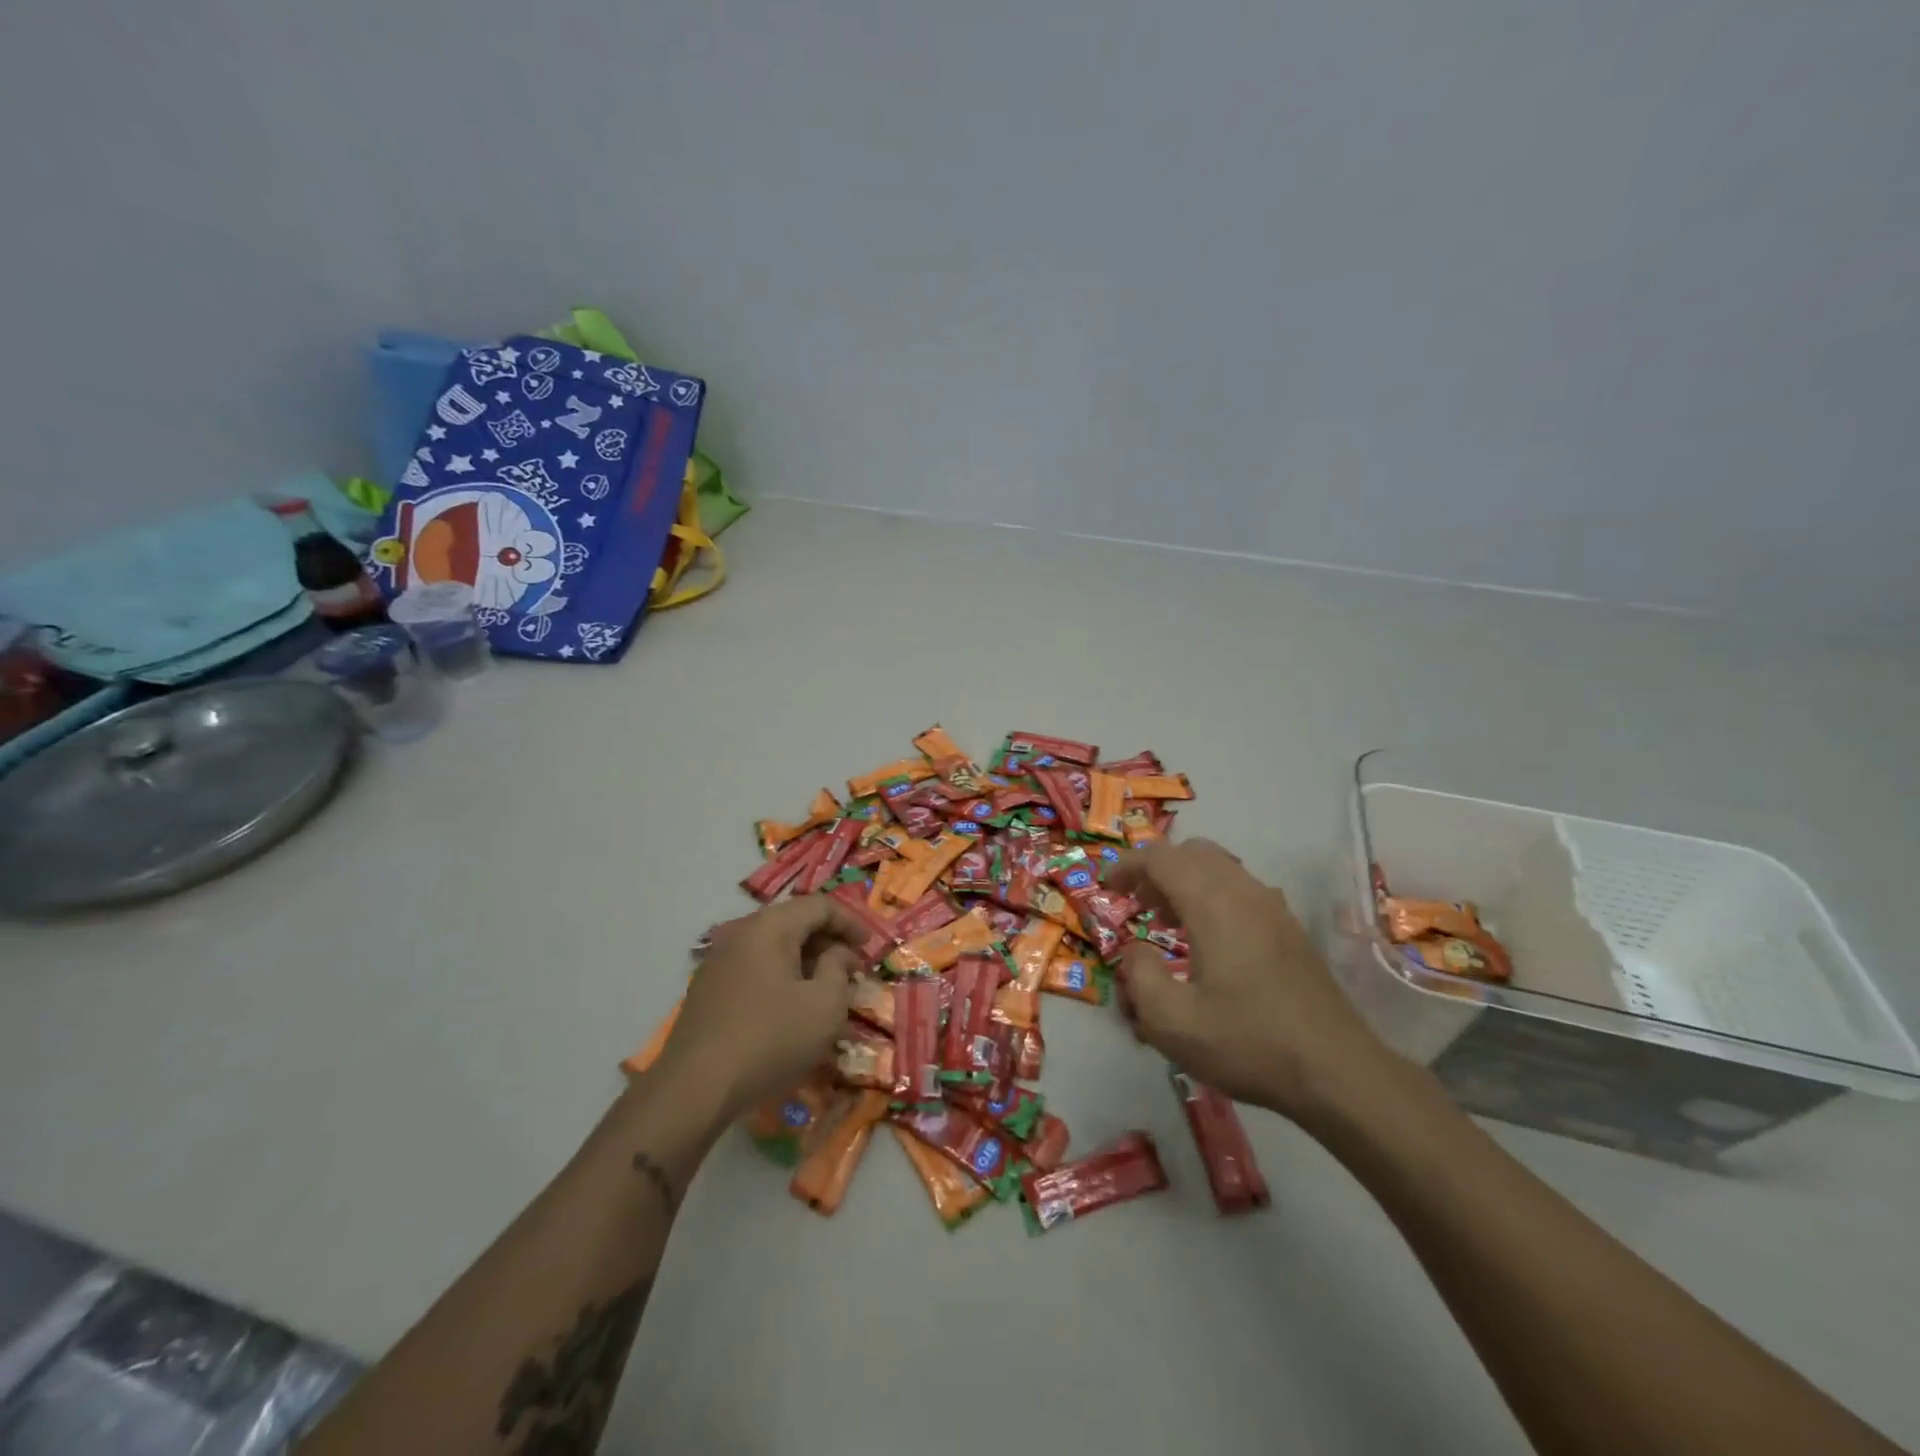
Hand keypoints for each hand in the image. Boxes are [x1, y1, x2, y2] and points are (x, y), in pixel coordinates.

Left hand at [654, 896, 862, 1121]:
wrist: (695, 1089)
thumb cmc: (771, 1040)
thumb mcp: (825, 1006)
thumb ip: (839, 969)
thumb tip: (837, 954)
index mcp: (770, 927)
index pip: (819, 905)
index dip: (851, 923)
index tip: (870, 949)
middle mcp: (740, 933)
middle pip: (794, 922)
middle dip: (828, 942)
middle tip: (852, 971)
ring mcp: (718, 961)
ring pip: (773, 947)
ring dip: (804, 961)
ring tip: (825, 991)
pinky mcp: (707, 990)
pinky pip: (754, 969)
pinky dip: (780, 977)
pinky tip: (790, 1008)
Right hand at [1111, 839, 1391, 1120]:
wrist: (1337, 1071)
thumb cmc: (1248, 1043)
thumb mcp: (1172, 1022)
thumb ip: (1139, 976)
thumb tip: (1135, 951)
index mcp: (1213, 904)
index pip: (1161, 858)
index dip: (1128, 865)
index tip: (1108, 887)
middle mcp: (1244, 892)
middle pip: (1193, 852)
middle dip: (1157, 869)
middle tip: (1137, 903)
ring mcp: (1273, 908)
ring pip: (1220, 868)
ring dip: (1186, 881)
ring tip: (1167, 922)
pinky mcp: (1290, 929)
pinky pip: (1241, 889)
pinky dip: (1212, 895)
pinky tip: (1208, 941)